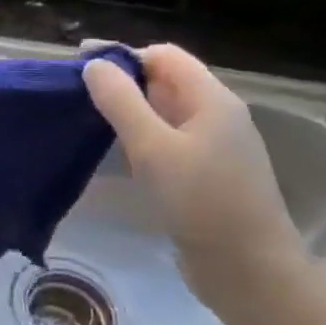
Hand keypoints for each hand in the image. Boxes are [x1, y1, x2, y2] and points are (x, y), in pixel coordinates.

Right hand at [84, 44, 304, 301]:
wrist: (248, 269)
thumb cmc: (201, 200)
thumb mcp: (153, 147)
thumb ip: (121, 102)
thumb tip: (95, 65)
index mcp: (211, 100)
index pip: (164, 56)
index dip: (123, 55)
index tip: (80, 66)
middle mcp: (217, 116)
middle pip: (166, 82)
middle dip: (123, 82)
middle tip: (77, 94)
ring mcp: (214, 147)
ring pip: (165, 113)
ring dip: (130, 111)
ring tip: (88, 119)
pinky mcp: (206, 175)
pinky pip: (168, 141)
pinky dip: (141, 138)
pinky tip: (118, 153)